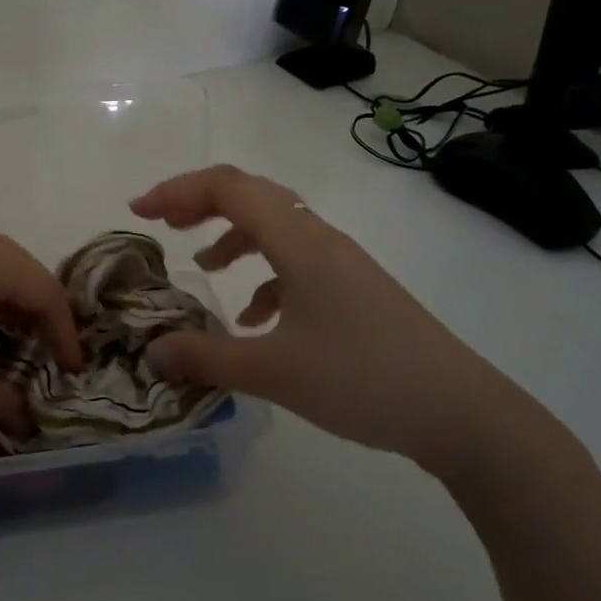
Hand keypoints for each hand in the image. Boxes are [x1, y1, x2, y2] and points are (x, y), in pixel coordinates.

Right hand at [131, 165, 530, 474]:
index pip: (228, 188)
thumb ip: (208, 358)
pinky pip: (297, 261)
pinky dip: (265, 275)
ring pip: (276, 226)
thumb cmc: (364, 379)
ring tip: (203, 266)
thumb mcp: (275, 373)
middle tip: (162, 226)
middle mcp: (320, 238)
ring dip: (233, 236)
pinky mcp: (354, 288)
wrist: (461, 412)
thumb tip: (153, 351)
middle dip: (199, 204)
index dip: (177, 191)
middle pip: (251, 195)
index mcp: (299, 241)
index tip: (139, 212)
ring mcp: (341, 262)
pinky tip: (256, 318)